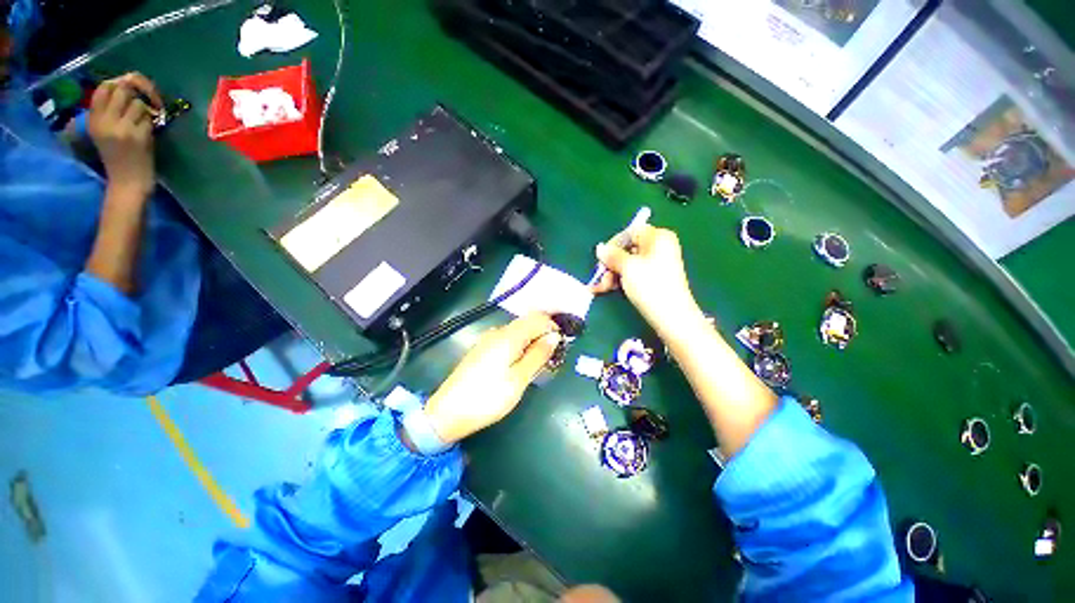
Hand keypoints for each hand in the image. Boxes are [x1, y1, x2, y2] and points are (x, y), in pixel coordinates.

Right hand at [88, 73, 161, 196]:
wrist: (127, 181)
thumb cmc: (117, 156)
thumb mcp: (103, 131)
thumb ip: (108, 111)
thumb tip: (123, 85)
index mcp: (93, 120)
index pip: (103, 88)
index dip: (117, 84)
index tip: (125, 89)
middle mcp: (106, 121)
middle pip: (123, 91)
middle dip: (133, 95)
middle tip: (137, 106)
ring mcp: (123, 128)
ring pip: (138, 103)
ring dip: (143, 112)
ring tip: (139, 124)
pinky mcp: (140, 135)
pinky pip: (149, 119)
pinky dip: (150, 124)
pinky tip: (145, 134)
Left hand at [423, 313, 561, 444]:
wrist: (447, 413)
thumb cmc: (488, 398)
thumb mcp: (519, 379)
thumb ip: (538, 355)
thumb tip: (554, 336)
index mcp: (508, 336)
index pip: (537, 318)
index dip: (553, 327)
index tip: (562, 344)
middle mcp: (498, 331)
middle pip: (527, 322)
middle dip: (543, 333)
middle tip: (552, 356)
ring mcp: (488, 339)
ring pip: (518, 331)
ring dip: (532, 340)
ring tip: (538, 362)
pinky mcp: (482, 349)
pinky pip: (507, 339)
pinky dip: (520, 346)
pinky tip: (520, 363)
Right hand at [592, 224, 699, 333]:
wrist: (672, 317)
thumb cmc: (651, 287)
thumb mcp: (628, 268)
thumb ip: (612, 255)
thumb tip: (600, 248)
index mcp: (658, 237)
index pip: (630, 232)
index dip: (614, 244)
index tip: (602, 259)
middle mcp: (659, 247)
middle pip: (627, 249)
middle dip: (611, 264)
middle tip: (602, 278)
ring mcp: (657, 264)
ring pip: (627, 263)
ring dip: (612, 274)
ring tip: (602, 288)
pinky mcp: (654, 279)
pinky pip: (633, 274)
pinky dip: (620, 280)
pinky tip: (606, 290)